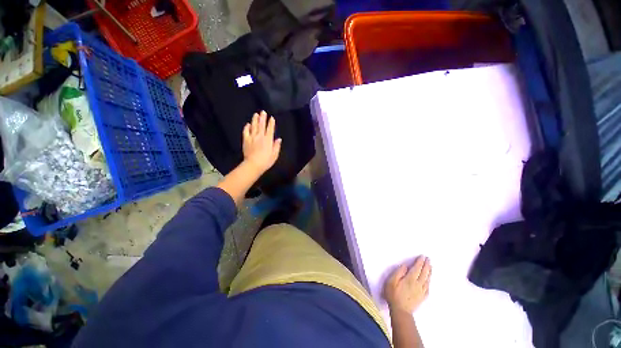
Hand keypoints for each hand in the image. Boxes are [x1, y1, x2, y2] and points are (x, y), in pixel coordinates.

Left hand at [242, 111, 281, 173]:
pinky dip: (247, 127)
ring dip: (255, 120)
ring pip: (253, 126)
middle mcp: (260, 136)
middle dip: (263, 118)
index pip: (270, 129)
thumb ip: (276, 146)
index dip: (271, 123)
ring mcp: (252, 137)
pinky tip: (248, 124)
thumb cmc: (266, 161)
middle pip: (261, 125)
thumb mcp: (275, 155)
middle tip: (263, 112)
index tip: (271, 118)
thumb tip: (279, 139)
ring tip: (256, 114)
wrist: (253, 164)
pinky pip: (246, 131)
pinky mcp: (246, 140)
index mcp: (268, 140)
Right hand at [383, 256, 431, 314]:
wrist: (400, 311)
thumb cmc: (394, 294)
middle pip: (424, 273)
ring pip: (427, 279)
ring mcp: (421, 291)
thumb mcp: (392, 281)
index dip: (420, 262)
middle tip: (428, 259)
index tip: (422, 256)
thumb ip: (399, 272)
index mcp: (410, 279)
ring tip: (431, 267)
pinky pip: (428, 287)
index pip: (417, 268)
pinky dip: (429, 281)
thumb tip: (405, 266)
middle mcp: (418, 284)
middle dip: (426, 265)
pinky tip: (429, 280)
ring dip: (429, 272)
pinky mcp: (422, 297)